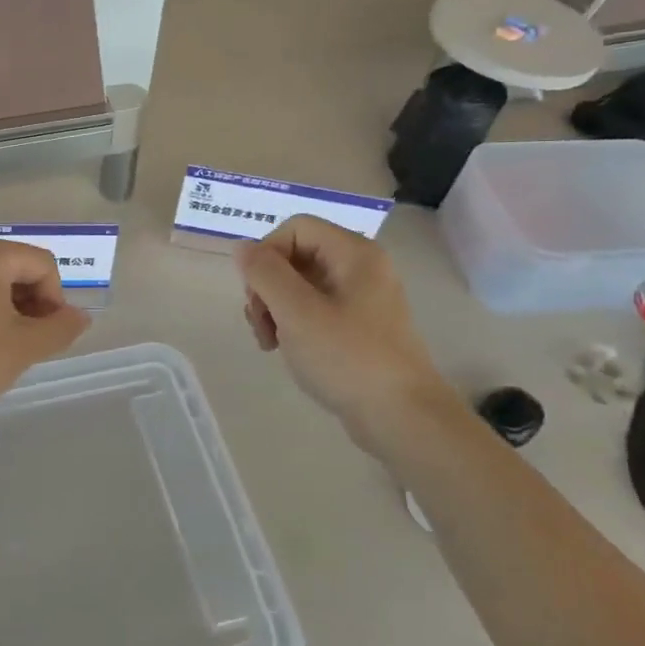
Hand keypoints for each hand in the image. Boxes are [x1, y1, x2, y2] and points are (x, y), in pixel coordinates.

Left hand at [0, 238, 90, 423]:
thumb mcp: (24, 348)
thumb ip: (60, 328)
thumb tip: (79, 316)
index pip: (41, 263)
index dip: (54, 298)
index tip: (47, 333)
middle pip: (13, 265)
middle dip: (29, 300)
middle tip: (28, 340)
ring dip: (5, 305)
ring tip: (2, 344)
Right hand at [236, 217, 448, 431]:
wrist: (402, 418)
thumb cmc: (348, 358)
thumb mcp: (297, 312)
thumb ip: (265, 273)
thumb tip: (243, 248)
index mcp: (354, 253)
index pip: (295, 227)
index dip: (267, 253)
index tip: (255, 293)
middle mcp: (361, 267)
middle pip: (296, 255)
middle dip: (267, 286)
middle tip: (261, 324)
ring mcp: (361, 298)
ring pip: (300, 284)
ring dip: (274, 308)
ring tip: (269, 342)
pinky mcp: (358, 326)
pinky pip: (314, 309)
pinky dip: (293, 323)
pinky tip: (286, 349)